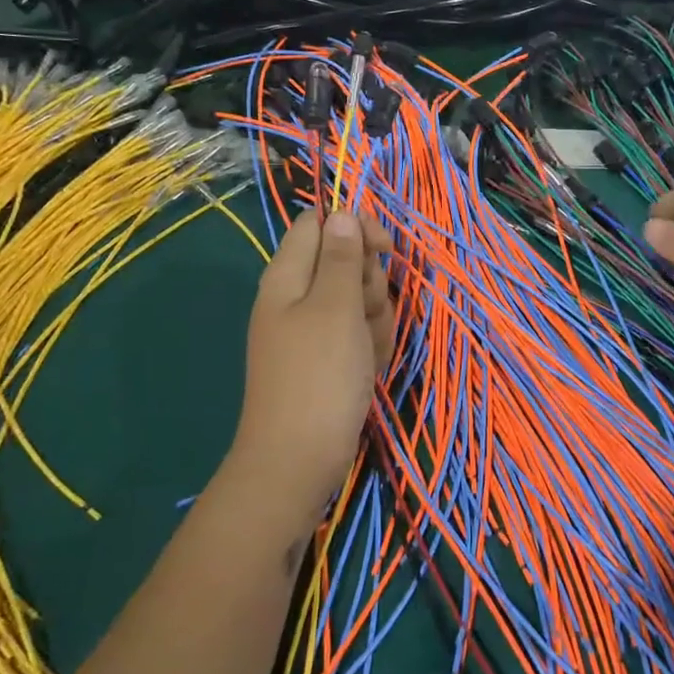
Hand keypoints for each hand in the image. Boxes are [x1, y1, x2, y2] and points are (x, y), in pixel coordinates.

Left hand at [226, 210, 394, 527]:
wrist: (299, 459)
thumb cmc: (318, 376)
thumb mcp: (335, 308)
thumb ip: (342, 258)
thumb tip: (341, 214)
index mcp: (288, 275)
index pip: (320, 223)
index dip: (355, 227)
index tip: (385, 249)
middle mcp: (299, 296)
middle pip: (348, 262)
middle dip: (370, 284)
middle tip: (364, 313)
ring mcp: (315, 330)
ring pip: (361, 300)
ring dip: (376, 320)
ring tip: (366, 352)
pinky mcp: (331, 358)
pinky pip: (361, 334)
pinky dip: (371, 347)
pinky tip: (369, 370)